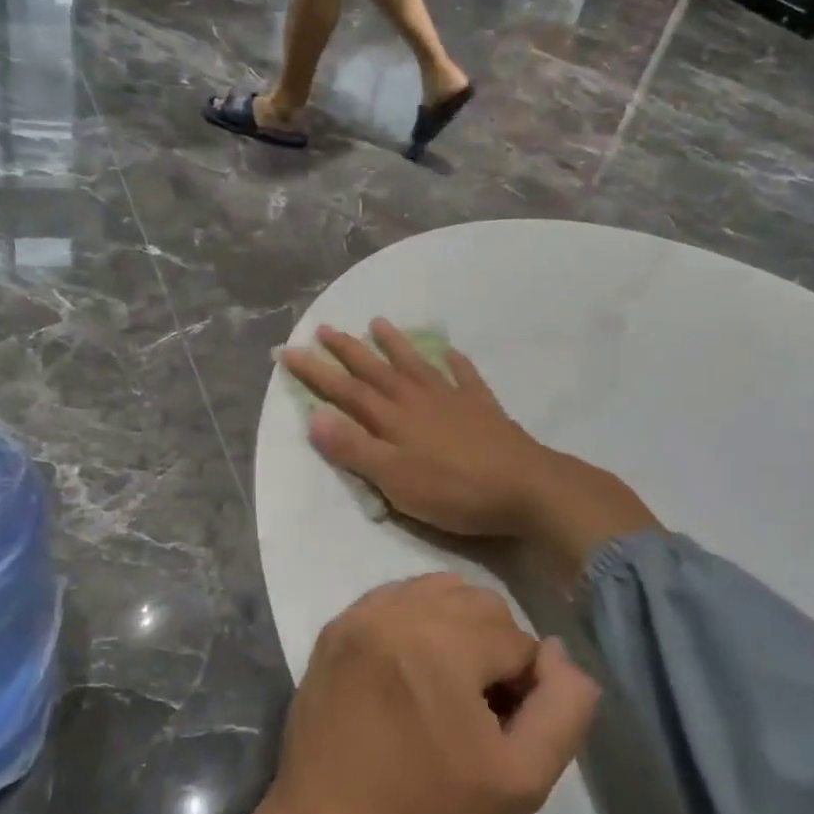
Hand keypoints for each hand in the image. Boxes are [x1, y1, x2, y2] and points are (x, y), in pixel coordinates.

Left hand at [234, 573, 598, 813]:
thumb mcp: (521, 780)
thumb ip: (562, 708)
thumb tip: (557, 651)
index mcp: (444, 641)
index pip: (518, 639)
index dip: (522, 689)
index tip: (498, 732)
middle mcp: (400, 609)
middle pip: (480, 605)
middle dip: (492, 651)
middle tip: (475, 710)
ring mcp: (362, 613)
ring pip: (439, 592)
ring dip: (457, 630)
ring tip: (444, 686)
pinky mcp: (336, 626)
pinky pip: (396, 599)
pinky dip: (416, 622)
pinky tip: (410, 669)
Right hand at [281, 320, 658, 580]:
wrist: (524, 487)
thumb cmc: (453, 491)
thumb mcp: (394, 479)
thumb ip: (355, 449)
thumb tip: (314, 417)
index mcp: (393, 419)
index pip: (345, 390)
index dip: (315, 371)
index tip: (289, 351)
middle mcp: (417, 399)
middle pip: (376, 370)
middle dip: (347, 350)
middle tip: (324, 327)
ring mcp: (452, 399)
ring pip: (415, 365)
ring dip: (394, 345)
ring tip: (378, 322)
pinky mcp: (482, 408)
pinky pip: (464, 376)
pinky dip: (454, 362)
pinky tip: (449, 351)